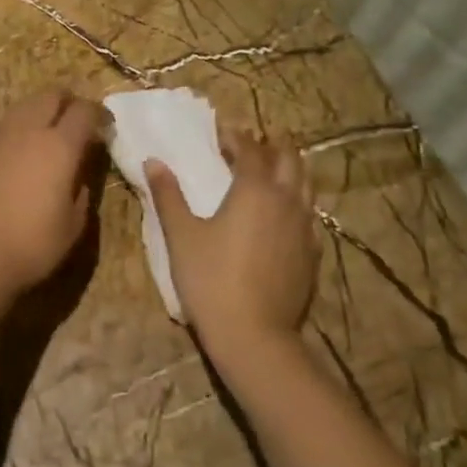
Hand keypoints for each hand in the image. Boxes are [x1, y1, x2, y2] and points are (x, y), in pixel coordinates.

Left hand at [0, 91, 106, 301]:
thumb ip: (81, 191)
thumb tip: (79, 176)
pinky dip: (14, 137)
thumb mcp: (74, 224)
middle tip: (76, 120)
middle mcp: (28, 133)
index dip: (98, 113)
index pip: (84, 111)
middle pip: (50, 97)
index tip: (105, 126)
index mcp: (59, 146)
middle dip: (67, 102)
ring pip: (21, 108)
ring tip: (46, 133)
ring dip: (38, 113)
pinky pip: (0, 134)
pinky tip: (15, 158)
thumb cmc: (34, 244)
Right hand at [145, 126, 318, 369]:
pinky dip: (296, 201)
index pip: (249, 148)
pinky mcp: (312, 253)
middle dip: (272, 144)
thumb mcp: (181, 235)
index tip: (221, 130)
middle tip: (255, 140)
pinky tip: (284, 214)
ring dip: (289, 169)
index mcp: (254, 189)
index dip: (236, 135)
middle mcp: (286, 200)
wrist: (254, 335)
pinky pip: (308, 214)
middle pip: (288, 159)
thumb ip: (168, 194)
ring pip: (305, 185)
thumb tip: (154, 161)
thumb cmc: (210, 279)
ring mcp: (305, 228)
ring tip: (272, 168)